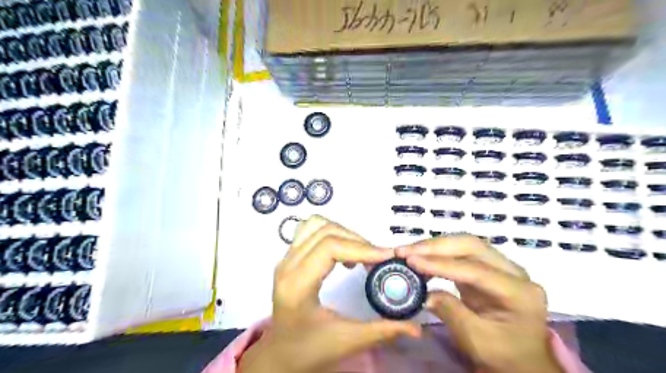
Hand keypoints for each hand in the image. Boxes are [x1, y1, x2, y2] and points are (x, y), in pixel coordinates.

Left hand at [237, 215, 417, 372]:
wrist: (279, 354)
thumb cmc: (308, 349)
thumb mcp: (346, 341)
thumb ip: (382, 331)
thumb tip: (416, 326)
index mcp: (297, 284)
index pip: (329, 248)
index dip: (361, 247)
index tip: (387, 256)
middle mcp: (287, 265)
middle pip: (325, 232)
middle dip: (357, 241)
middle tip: (377, 259)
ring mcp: (286, 258)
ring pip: (316, 225)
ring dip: (344, 233)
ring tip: (361, 254)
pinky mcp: (289, 258)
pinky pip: (310, 230)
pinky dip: (331, 233)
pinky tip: (344, 253)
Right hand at [398, 236, 563, 372]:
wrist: (521, 361)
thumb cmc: (503, 355)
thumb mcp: (476, 340)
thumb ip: (450, 311)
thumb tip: (424, 293)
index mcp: (520, 292)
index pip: (475, 270)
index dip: (441, 264)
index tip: (411, 261)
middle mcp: (514, 272)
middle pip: (471, 246)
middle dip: (436, 247)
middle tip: (406, 251)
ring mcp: (501, 266)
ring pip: (465, 245)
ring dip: (434, 246)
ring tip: (408, 251)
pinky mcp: (487, 267)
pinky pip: (461, 253)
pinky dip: (438, 254)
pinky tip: (421, 258)